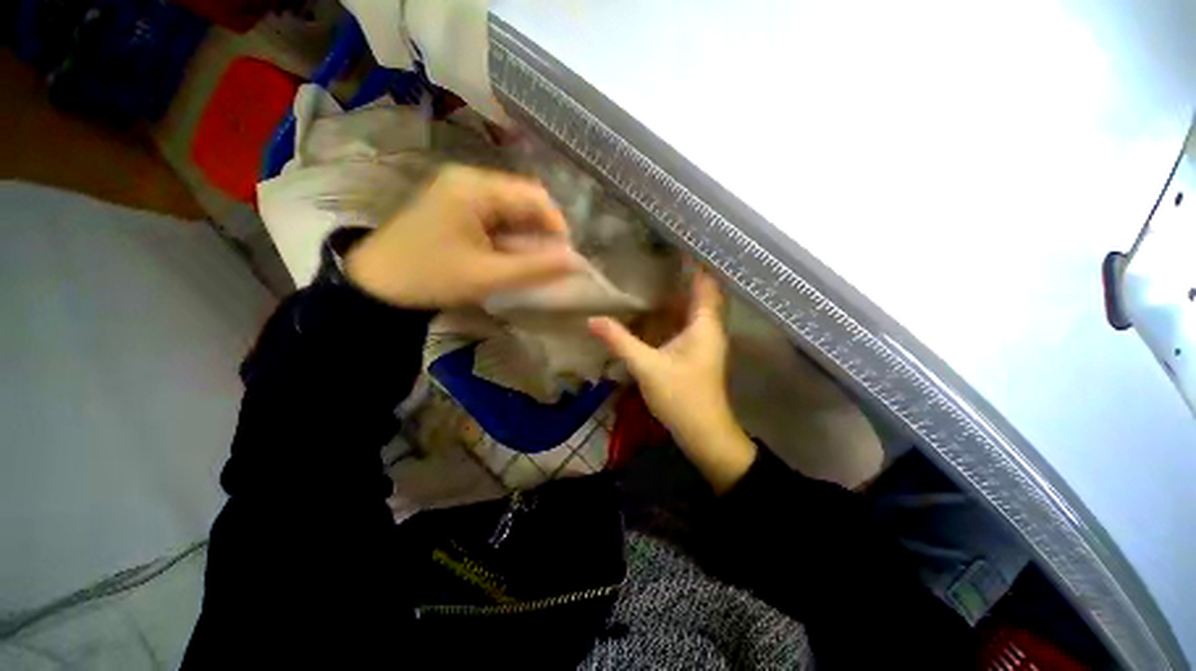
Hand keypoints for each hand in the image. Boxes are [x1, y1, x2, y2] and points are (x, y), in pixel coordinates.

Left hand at [345, 166, 579, 308]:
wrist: (376, 285)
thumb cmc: (431, 277)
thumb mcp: (488, 276)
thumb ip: (535, 268)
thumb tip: (575, 262)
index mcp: (475, 187)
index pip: (534, 196)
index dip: (557, 225)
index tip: (564, 257)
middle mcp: (469, 179)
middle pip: (523, 199)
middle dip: (542, 232)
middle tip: (549, 263)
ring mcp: (460, 191)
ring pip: (511, 209)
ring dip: (527, 235)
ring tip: (531, 263)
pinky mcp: (455, 205)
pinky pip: (496, 216)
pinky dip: (510, 236)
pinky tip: (510, 255)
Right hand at [589, 273, 755, 492]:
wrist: (703, 433)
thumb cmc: (682, 396)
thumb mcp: (647, 366)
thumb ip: (620, 341)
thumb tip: (592, 319)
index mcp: (705, 324)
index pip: (706, 281)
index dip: (694, 261)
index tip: (674, 242)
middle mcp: (709, 327)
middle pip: (699, 292)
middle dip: (681, 273)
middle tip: (655, 255)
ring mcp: (704, 341)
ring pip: (692, 308)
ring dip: (676, 293)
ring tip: (652, 274)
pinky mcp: (696, 352)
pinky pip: (686, 323)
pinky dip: (672, 312)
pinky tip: (653, 309)